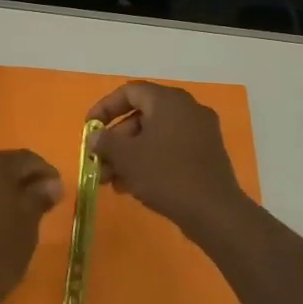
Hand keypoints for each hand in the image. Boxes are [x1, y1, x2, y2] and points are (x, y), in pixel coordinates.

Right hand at [88, 82, 247, 237]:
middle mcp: (187, 109)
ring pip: (154, 136)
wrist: (213, 211)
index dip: (104, 108)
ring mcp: (201, 132)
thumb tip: (95, 137)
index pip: (129, 92)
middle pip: (141, 116)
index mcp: (169, 101)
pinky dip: (149, 161)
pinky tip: (133, 186)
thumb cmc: (165, 175)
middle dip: (115, 141)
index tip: (89, 128)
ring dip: (129, 155)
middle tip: (98, 162)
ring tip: (111, 181)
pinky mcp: (206, 154)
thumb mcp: (126, 157)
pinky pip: (170, 149)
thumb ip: (105, 141)